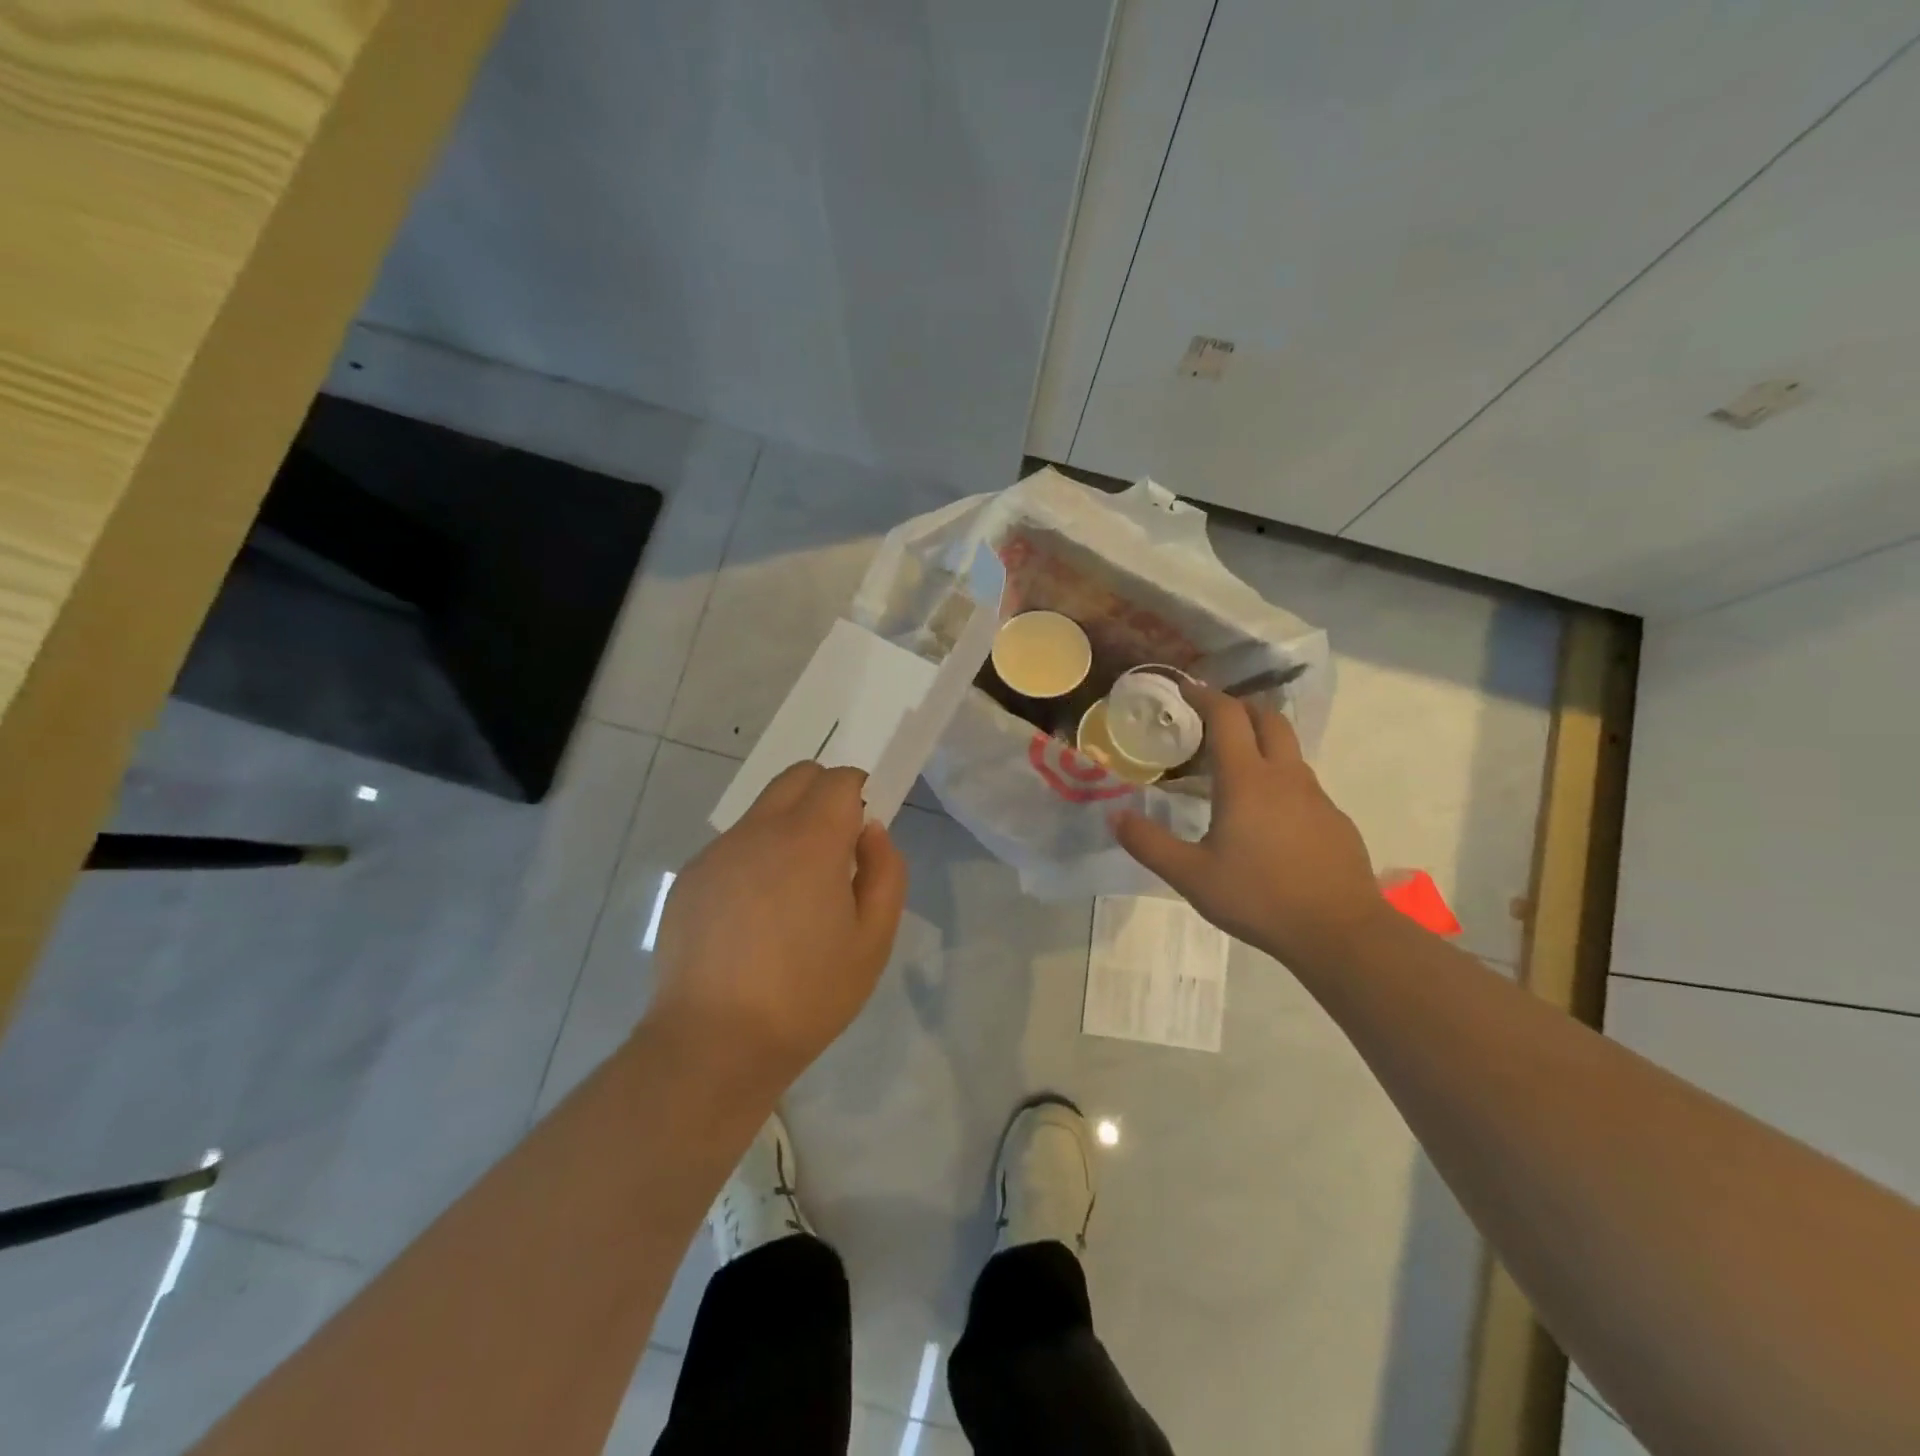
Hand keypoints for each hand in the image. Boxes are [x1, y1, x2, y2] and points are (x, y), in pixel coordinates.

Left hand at [644, 762, 908, 1094]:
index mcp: (810, 840)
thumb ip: (885, 872)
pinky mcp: (689, 878)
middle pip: (796, 777)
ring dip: (787, 827)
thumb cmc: (808, 995)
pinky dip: (754, 858)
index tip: (863, 830)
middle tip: (836, 848)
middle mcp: (759, 831)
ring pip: (762, 811)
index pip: (839, 780)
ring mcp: (717, 852)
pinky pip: (733, 847)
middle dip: (824, 793)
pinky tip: (752, 917)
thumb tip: (871, 831)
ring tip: (791, 893)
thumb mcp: (873, 940)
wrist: (712, 1044)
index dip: (859, 792)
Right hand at [1112, 685, 1385, 966]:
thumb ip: (1150, 844)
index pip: (1227, 716)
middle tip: (1212, 719)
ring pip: (1289, 750)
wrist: (1340, 932)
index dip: (1204, 695)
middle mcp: (1284, 776)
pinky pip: (1303, 783)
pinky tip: (1267, 815)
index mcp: (1246, 780)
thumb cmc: (1260, 898)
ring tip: (1234, 766)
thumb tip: (1116, 816)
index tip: (1184, 689)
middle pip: (1268, 718)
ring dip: (1261, 741)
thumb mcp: (1192, 876)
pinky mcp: (1334, 819)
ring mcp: (1316, 796)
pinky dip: (1279, 778)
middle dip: (1239, 707)